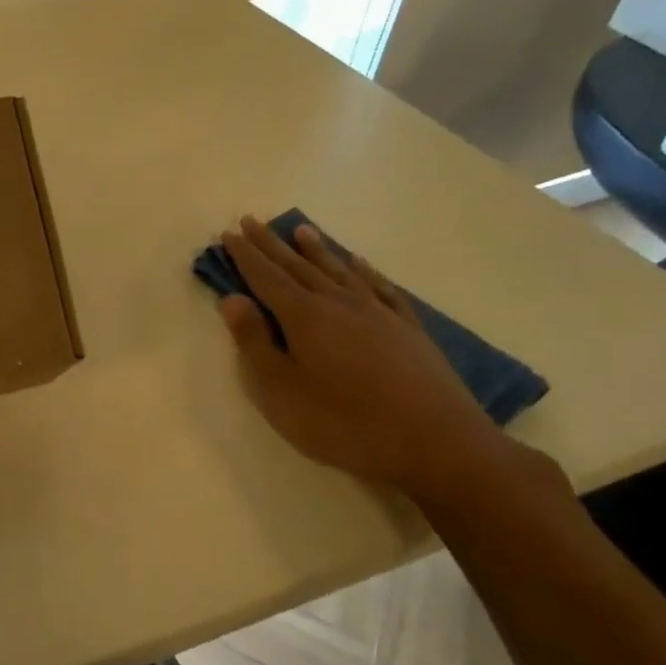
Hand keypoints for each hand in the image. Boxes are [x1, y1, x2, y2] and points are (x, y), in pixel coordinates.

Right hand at [215, 218, 518, 503]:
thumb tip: (232, 300)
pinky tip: (358, 263)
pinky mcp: (408, 329)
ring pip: (338, 271)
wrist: (436, 443)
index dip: (245, 256)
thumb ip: (254, 343)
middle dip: (271, 245)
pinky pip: (380, 288)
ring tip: (300, 230)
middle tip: (252, 221)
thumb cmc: (343, 422)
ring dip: (316, 250)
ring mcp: (378, 313)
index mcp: (304, 317)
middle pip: (298, 267)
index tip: (229, 232)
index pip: (266, 277)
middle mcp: (339, 304)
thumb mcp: (281, 391)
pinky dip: (365, 271)